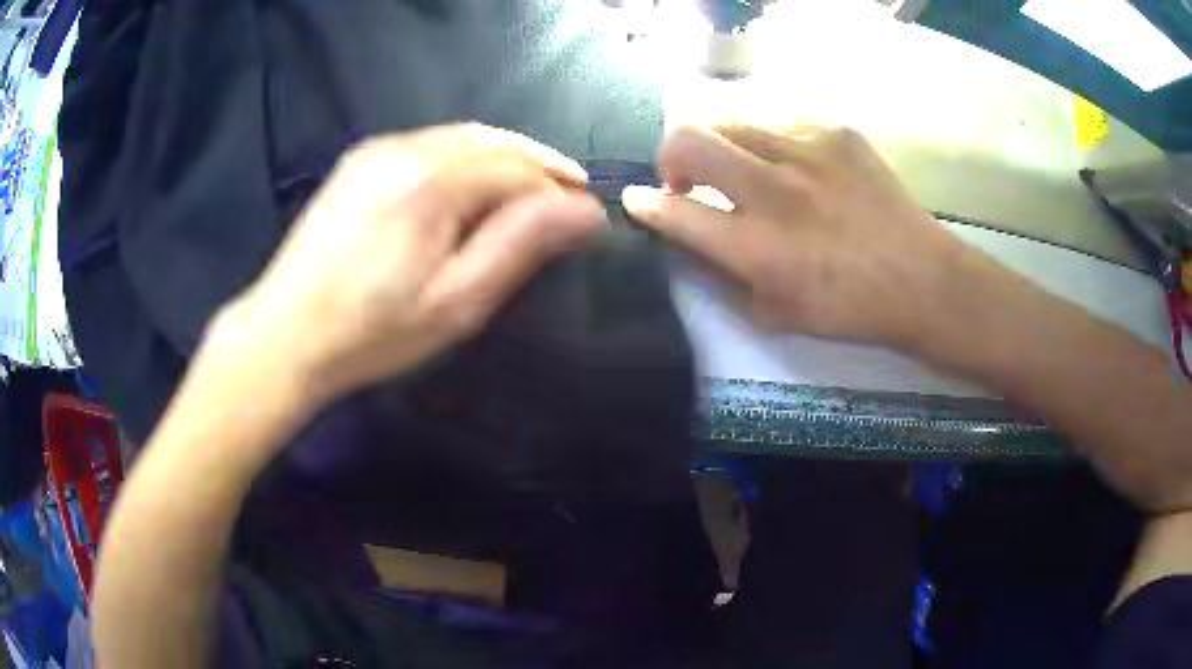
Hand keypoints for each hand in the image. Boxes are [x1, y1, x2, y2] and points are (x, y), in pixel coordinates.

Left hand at [214, 123, 605, 405]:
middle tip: (570, 192)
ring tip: (531, 187)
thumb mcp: (455, 301)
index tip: (587, 217)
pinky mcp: (359, 161)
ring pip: (462, 138)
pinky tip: (471, 185)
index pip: (518, 170)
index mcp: (433, 180)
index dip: (558, 191)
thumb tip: (584, 211)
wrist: (284, 335)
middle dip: (539, 163)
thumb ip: (520, 246)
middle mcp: (406, 147)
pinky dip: (465, 157)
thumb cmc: (372, 331)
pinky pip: (428, 145)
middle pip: (494, 142)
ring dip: (504, 157)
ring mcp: (378, 149)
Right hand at [622, 124, 968, 349]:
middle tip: (688, 178)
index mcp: (755, 245)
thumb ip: (723, 277)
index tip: (635, 199)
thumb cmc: (849, 309)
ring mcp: (807, 151)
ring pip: (733, 123)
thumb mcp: (775, 314)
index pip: (675, 211)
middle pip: (688, 139)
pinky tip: (802, 171)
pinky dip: (776, 147)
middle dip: (670, 157)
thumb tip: (688, 244)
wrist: (921, 279)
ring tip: (749, 172)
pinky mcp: (837, 133)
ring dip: (725, 149)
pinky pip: (784, 126)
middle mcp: (773, 189)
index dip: (644, 204)